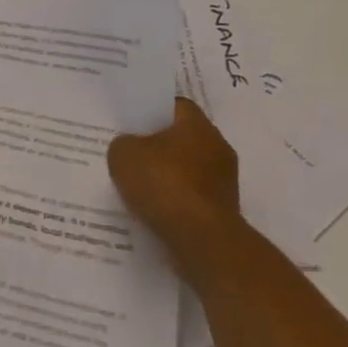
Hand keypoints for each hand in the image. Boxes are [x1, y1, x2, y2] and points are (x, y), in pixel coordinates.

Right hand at [108, 96, 240, 250]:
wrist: (202, 240)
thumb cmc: (164, 184)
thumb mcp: (123, 154)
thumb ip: (123, 144)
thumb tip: (130, 149)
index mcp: (197, 125)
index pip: (175, 106)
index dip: (152, 112)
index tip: (132, 123)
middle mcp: (218, 148)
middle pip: (182, 139)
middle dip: (158, 147)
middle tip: (130, 154)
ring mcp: (224, 182)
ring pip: (188, 171)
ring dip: (167, 178)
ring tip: (138, 188)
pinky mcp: (224, 212)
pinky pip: (192, 199)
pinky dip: (175, 203)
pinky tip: (153, 211)